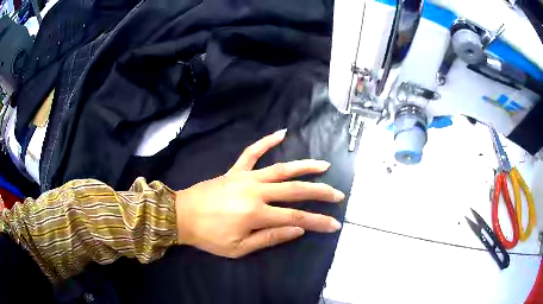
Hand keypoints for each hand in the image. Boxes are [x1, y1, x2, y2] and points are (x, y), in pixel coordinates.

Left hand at [175, 129, 344, 257]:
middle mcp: (255, 191)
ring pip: (281, 168)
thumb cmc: (209, 236)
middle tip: (338, 194)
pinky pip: (252, 152)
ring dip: (304, 166)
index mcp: (256, 213)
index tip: (335, 224)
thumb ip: (270, 237)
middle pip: (295, 190)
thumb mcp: (239, 248)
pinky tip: (281, 133)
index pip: (296, 217)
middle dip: (320, 192)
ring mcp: (245, 177)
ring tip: (323, 165)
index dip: (318, 221)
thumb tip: (298, 229)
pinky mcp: (235, 170)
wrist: (181, 215)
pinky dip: (266, 141)